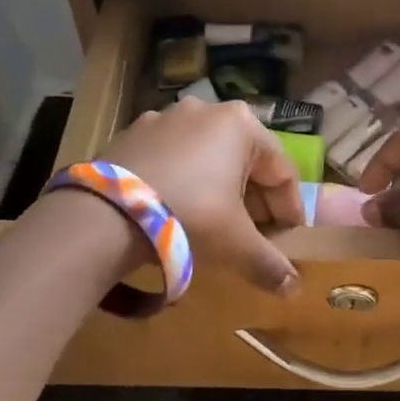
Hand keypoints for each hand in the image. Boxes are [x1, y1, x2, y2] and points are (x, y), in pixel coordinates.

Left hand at [100, 100, 306, 293]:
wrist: (105, 213)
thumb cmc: (189, 215)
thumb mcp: (236, 243)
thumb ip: (270, 264)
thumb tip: (294, 290)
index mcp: (241, 124)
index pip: (282, 171)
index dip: (290, 209)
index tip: (288, 239)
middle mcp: (207, 110)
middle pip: (246, 161)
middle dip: (255, 200)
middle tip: (254, 235)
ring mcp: (166, 117)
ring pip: (209, 157)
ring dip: (221, 190)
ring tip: (216, 225)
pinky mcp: (134, 133)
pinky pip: (174, 157)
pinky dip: (186, 181)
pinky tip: (177, 209)